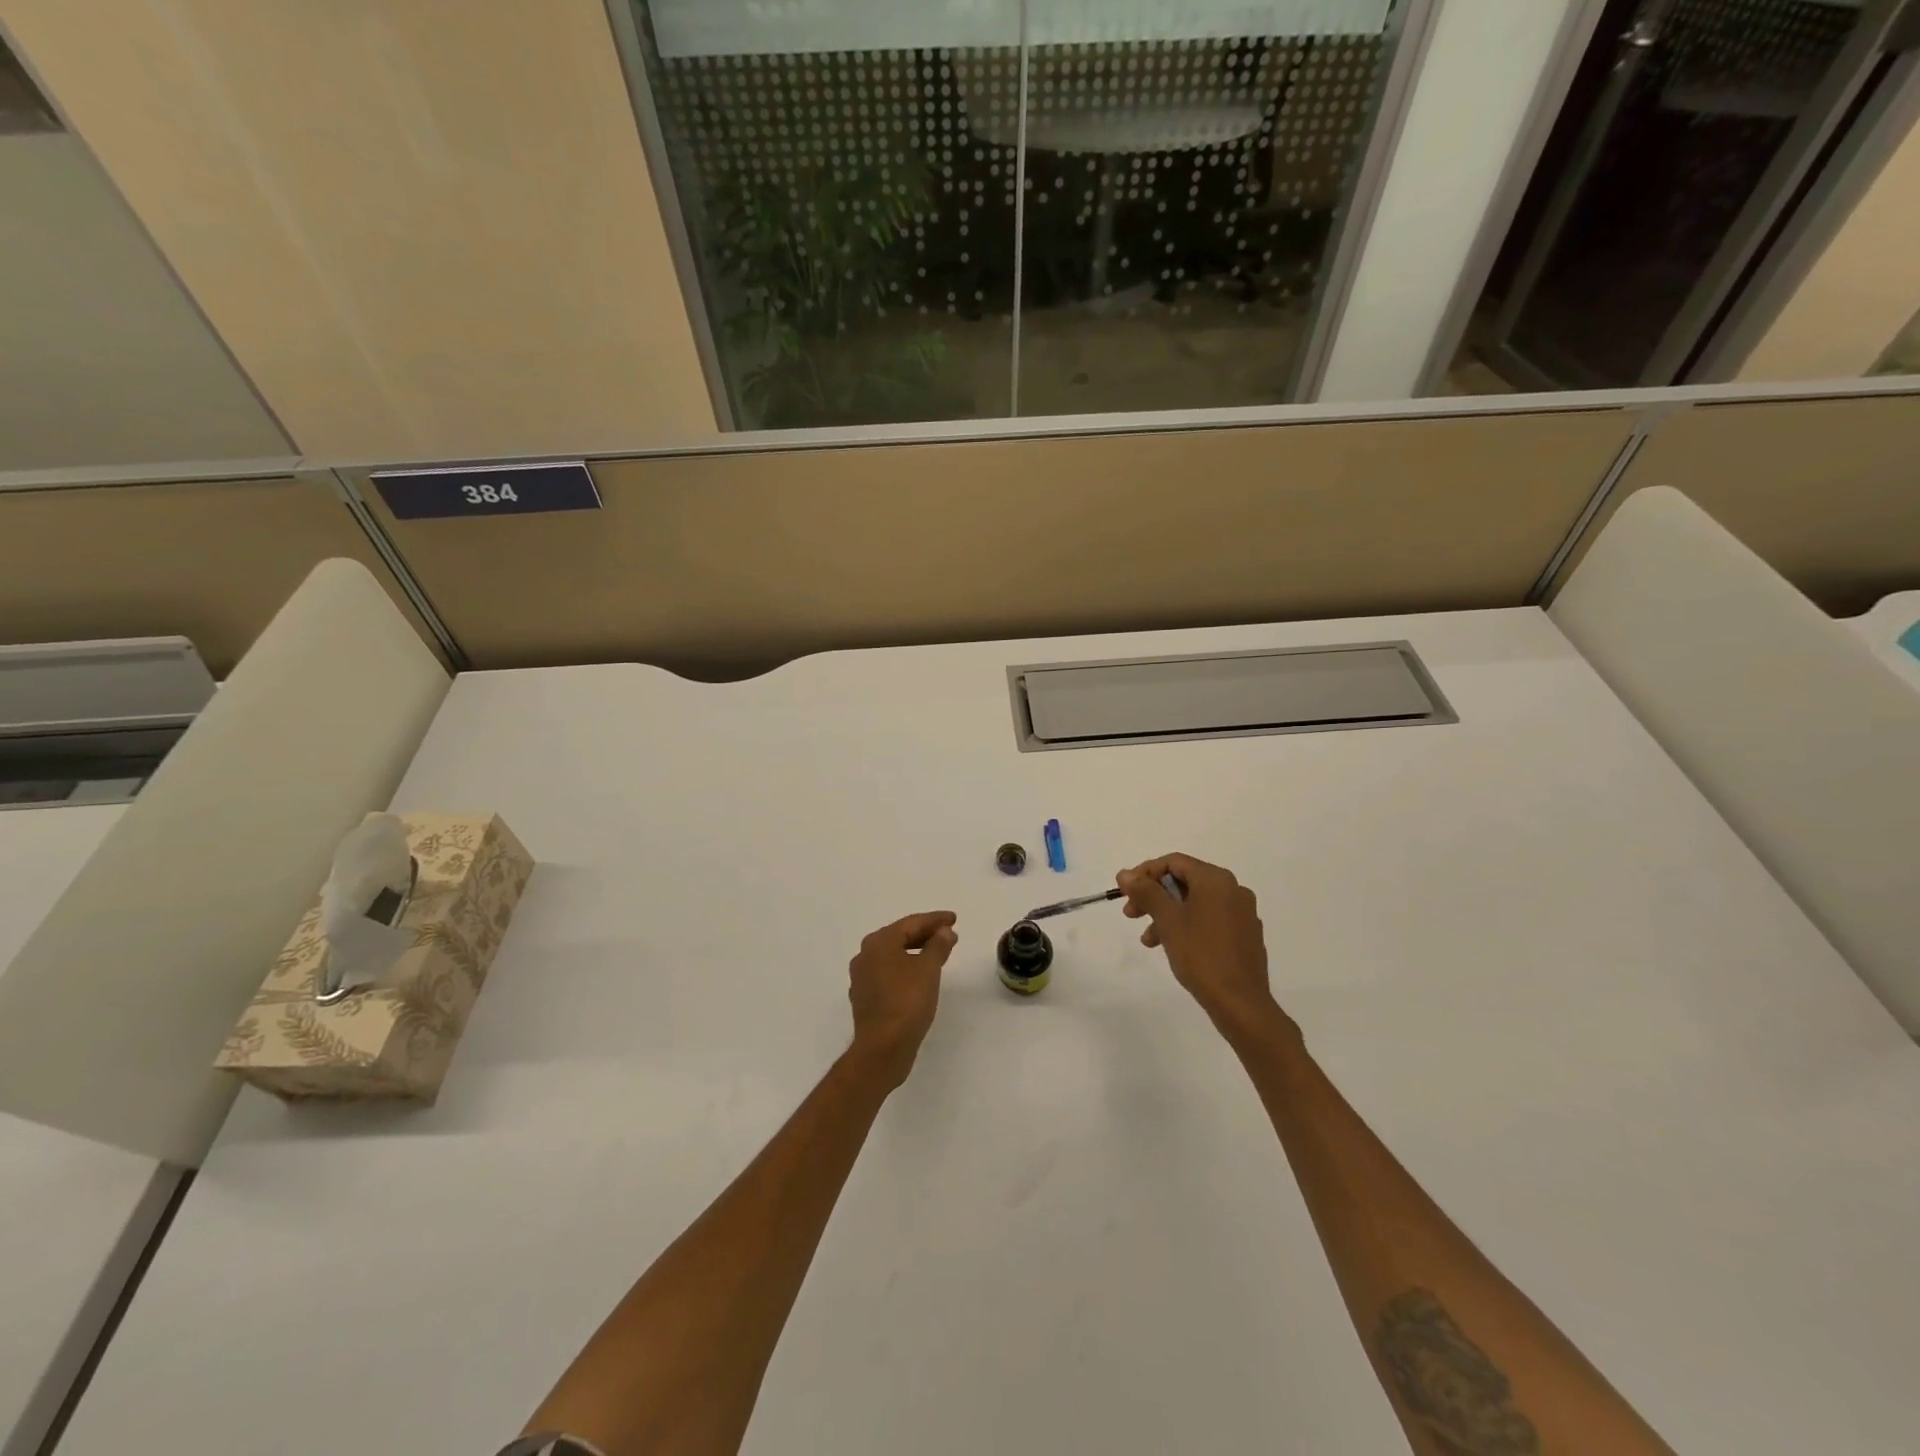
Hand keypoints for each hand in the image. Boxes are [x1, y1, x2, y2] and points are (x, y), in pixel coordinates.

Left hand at [846, 911, 956, 1088]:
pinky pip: (889, 974)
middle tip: (949, 934)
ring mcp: (863, 977)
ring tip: (939, 954)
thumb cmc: (907, 1002)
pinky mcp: (865, 998)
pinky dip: (906, 969)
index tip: (954, 919)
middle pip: (900, 937)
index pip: (911, 923)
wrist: (883, 1048)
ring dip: (916, 952)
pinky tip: (919, 977)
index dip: (935, 919)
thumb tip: (944, 931)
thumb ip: (938, 945)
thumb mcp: (929, 969)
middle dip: (926, 934)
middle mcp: (865, 955)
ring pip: (894, 956)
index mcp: (879, 942)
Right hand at [1117, 854, 1294, 1046]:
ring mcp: (1242, 913)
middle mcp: (1233, 890)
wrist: (1240, 1002)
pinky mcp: (1245, 935)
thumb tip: (1125, 874)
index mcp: (1216, 880)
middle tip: (1131, 913)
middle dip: (1154, 896)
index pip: (1174, 862)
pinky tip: (1173, 946)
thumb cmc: (1201, 954)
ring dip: (1167, 914)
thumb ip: (1146, 892)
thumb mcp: (1167, 920)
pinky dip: (1187, 925)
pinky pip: (1209, 919)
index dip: (1145, 872)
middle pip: (1184, 881)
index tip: (1125, 891)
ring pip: (1195, 903)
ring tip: (1148, 939)